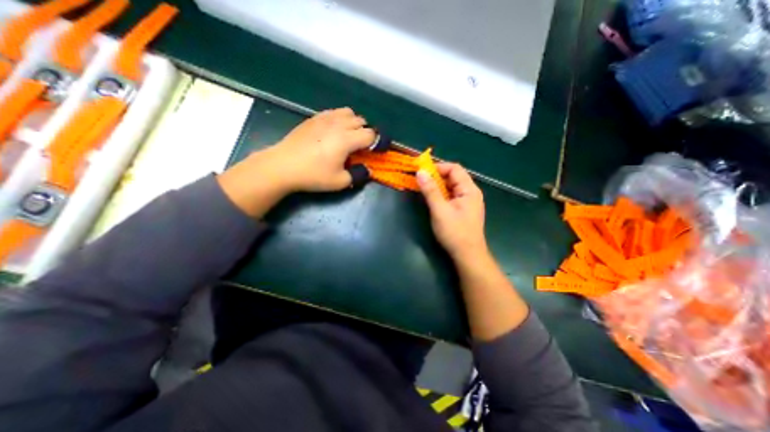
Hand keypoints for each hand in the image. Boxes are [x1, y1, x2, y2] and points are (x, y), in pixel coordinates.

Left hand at [219, 108, 374, 215]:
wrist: (283, 166)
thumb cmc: (313, 175)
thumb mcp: (340, 182)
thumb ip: (358, 175)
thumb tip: (367, 170)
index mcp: (346, 139)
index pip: (370, 134)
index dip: (377, 142)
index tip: (377, 151)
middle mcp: (338, 124)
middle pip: (361, 121)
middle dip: (366, 132)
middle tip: (362, 147)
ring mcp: (324, 118)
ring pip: (348, 112)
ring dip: (354, 122)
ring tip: (349, 136)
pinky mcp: (313, 118)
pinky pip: (334, 112)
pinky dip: (340, 119)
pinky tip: (334, 131)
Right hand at [415, 163, 485, 260]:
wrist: (467, 256)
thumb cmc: (455, 232)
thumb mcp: (440, 210)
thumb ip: (430, 190)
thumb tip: (420, 172)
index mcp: (469, 189)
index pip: (454, 168)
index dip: (438, 167)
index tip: (422, 171)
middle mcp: (470, 192)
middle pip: (453, 177)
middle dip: (436, 177)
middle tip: (420, 181)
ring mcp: (467, 202)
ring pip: (451, 187)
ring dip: (437, 186)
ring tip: (423, 190)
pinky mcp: (462, 210)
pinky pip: (450, 196)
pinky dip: (440, 195)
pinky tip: (432, 200)